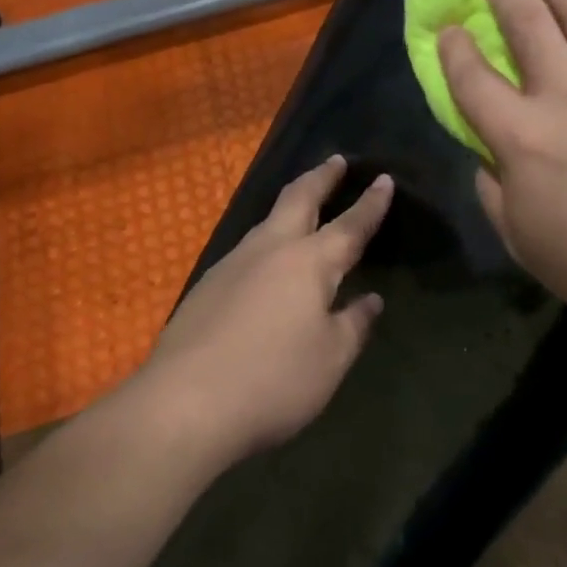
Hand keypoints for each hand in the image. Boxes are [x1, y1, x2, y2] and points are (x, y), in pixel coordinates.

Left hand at [134, 155, 392, 463]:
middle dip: (320, 177)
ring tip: (303, 206)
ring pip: (267, 221)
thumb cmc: (273, 381)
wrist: (183, 405)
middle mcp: (271, 250)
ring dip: (290, 206)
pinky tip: (265, 264)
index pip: (350, 224)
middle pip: (298, 198)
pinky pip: (246, 250)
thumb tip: (370, 300)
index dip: (371, 203)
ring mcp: (232, 264)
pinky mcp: (206, 286)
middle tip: (335, 161)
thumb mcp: (330, 359)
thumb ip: (353, 324)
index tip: (383, 178)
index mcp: (310, 262)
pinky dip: (267, 240)